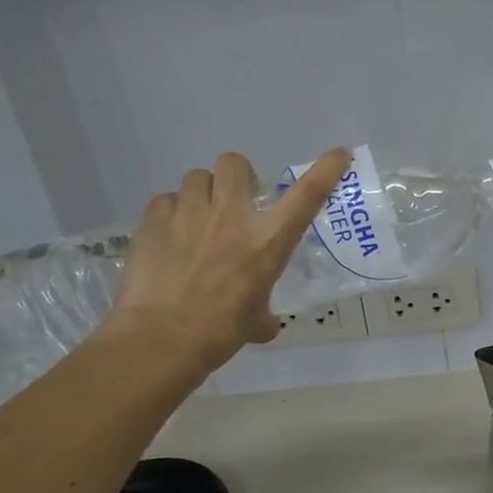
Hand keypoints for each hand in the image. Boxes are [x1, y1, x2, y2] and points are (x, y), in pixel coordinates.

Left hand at [102, 148, 351, 376]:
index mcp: (268, 241)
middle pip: (235, 164)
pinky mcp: (153, 220)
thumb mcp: (256, 321)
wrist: (161, 338)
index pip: (307, 194)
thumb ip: (264, 312)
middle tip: (235, 199)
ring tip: (197, 217)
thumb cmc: (220, 331)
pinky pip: (165, 200)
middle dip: (238, 176)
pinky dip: (170, 212)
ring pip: (197, 177)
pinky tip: (169, 235)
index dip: (326, 169)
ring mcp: (190, 214)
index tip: (339, 154)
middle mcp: (232, 216)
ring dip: (202, 193)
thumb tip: (265, 322)